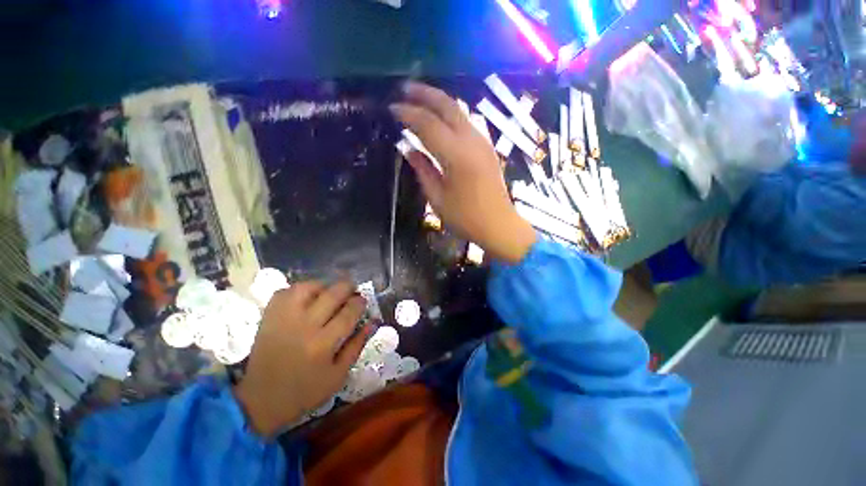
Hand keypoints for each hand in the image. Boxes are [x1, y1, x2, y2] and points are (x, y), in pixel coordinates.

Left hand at [233, 281, 373, 437]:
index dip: (360, 303)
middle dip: (348, 288)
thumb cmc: (305, 391)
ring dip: (324, 287)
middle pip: (333, 293)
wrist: (261, 399)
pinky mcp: (269, 317)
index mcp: (323, 344)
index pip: (349, 312)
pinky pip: (286, 291)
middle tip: (350, 293)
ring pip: (309, 287)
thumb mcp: (338, 375)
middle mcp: (304, 327)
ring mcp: (284, 319)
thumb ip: (357, 346)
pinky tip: (307, 298)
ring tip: (328, 294)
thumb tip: (372, 322)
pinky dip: (300, 290)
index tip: (362, 301)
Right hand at [391, 82, 536, 262]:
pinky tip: (440, 118)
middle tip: (404, 88)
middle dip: (424, 93)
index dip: (408, 113)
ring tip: (420, 98)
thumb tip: (409, 149)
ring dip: (439, 101)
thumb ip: (423, 170)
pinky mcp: (487, 147)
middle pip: (447, 105)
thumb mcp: (438, 199)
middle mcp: (471, 141)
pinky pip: (467, 121)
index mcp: (456, 156)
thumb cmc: (466, 218)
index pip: (427, 124)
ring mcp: (483, 142)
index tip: (391, 108)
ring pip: (459, 110)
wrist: (499, 225)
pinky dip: (451, 114)